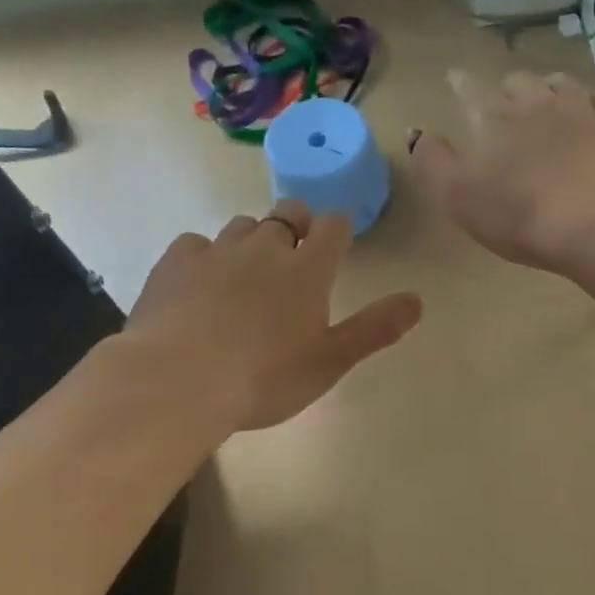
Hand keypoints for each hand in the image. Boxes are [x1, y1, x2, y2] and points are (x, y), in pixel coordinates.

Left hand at [126, 202, 422, 432]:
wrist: (178, 381)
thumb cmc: (265, 378)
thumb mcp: (330, 361)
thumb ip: (375, 328)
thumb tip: (418, 299)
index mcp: (307, 269)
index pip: (334, 227)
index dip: (338, 231)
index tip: (336, 244)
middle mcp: (265, 247)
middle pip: (288, 214)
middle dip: (297, 226)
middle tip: (295, 257)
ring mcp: (217, 250)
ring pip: (242, 225)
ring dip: (252, 239)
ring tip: (248, 273)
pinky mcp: (175, 262)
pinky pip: (196, 243)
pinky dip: (205, 255)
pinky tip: (200, 282)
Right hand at [412, 70, 594, 271]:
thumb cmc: (517, 213)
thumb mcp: (457, 195)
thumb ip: (432, 161)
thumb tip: (418, 132)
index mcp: (492, 116)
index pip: (469, 89)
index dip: (460, 83)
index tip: (454, 78)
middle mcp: (535, 100)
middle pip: (516, 82)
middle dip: (506, 90)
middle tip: (503, 104)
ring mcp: (580, 109)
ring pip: (559, 84)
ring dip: (546, 90)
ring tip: (544, 101)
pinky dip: (587, 103)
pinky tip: (587, 112)